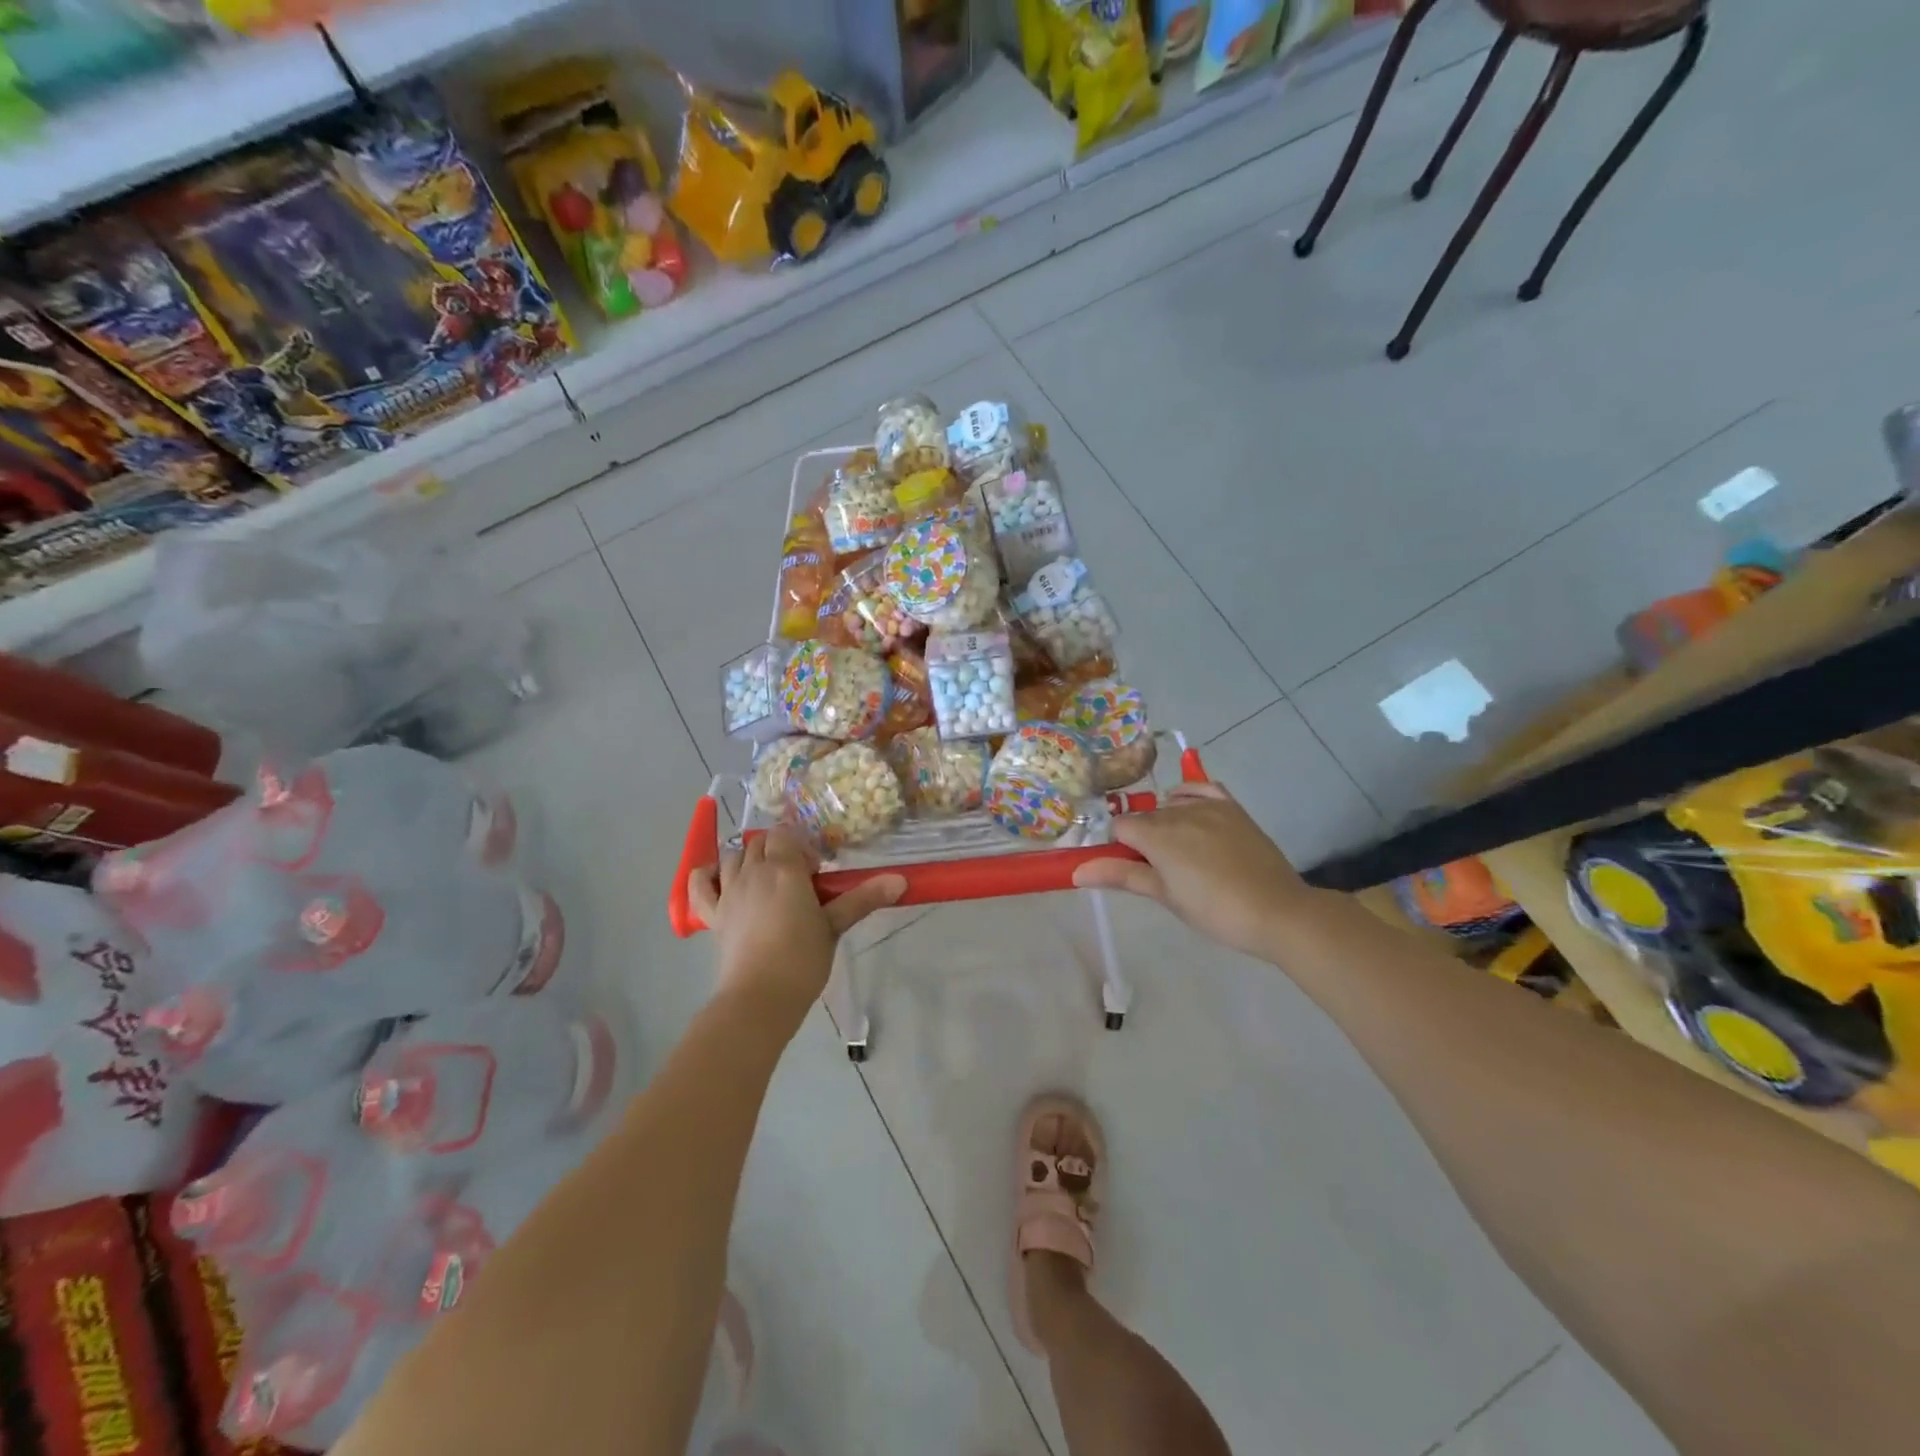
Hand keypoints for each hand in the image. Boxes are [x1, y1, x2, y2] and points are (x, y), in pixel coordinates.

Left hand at [688, 828, 904, 1024]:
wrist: (760, 997)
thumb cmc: (802, 959)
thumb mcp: (835, 926)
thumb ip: (864, 899)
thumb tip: (901, 881)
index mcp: (784, 869)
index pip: (786, 834)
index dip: (800, 845)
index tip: (815, 871)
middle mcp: (752, 871)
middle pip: (760, 841)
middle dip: (778, 849)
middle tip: (798, 878)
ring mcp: (728, 891)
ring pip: (733, 855)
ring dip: (749, 858)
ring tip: (767, 880)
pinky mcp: (712, 914)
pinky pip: (700, 884)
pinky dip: (707, 875)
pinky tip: (720, 880)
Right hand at [1072, 782, 1314, 959]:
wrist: (1276, 911)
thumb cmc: (1214, 911)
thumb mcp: (1164, 896)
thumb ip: (1121, 876)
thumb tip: (1077, 871)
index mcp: (1157, 835)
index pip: (1120, 827)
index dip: (1120, 848)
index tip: (1131, 869)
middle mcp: (1178, 811)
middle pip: (1144, 816)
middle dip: (1142, 838)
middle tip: (1158, 870)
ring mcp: (1208, 806)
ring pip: (1170, 805)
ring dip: (1166, 822)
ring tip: (1182, 855)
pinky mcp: (1232, 808)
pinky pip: (1201, 789)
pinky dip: (1189, 796)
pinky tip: (1190, 813)